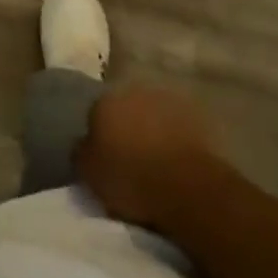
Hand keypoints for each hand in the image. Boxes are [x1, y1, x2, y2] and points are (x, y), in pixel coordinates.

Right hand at [76, 86, 222, 234]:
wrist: (187, 187)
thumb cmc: (131, 178)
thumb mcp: (89, 173)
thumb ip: (81, 151)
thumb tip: (84, 142)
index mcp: (105, 100)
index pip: (95, 113)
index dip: (98, 135)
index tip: (103, 156)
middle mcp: (135, 90)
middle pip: (125, 108)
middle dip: (126, 126)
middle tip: (128, 155)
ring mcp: (168, 100)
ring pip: (153, 114)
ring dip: (151, 129)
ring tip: (154, 159)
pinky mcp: (196, 116)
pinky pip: (178, 126)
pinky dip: (174, 138)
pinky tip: (175, 159)